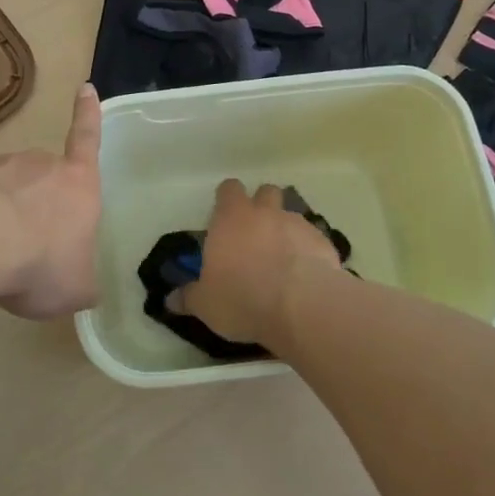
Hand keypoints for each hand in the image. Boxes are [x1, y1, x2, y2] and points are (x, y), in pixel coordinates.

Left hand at [0, 84, 102, 319]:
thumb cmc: (43, 260)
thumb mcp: (76, 287)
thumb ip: (83, 282)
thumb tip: (83, 286)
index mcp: (78, 183)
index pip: (88, 140)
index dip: (89, 115)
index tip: (85, 87)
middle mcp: (40, 165)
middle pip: (43, 176)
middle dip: (37, 203)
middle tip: (28, 244)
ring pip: (6, 189)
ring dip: (3, 214)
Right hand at [171, 180, 345, 345]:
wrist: (302, 306)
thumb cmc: (243, 298)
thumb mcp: (206, 304)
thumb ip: (189, 298)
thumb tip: (171, 300)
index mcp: (231, 218)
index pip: (228, 189)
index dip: (227, 199)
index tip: (225, 217)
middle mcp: (265, 212)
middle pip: (265, 192)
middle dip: (262, 206)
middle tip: (256, 234)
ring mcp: (297, 224)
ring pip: (291, 214)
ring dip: (286, 229)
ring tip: (283, 257)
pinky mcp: (323, 241)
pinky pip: (313, 238)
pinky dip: (308, 250)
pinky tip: (306, 274)